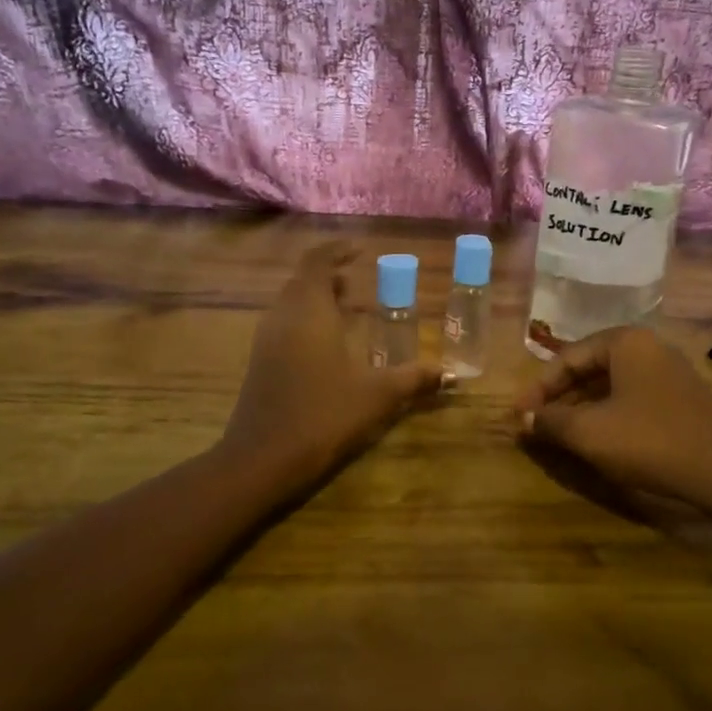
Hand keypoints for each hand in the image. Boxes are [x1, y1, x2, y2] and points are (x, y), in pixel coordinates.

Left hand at [222, 241, 440, 483]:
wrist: (263, 460)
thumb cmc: (324, 415)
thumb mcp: (377, 395)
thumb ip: (414, 379)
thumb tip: (451, 375)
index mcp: (310, 311)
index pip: (317, 262)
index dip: (337, 251)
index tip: (360, 250)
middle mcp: (283, 317)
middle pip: (302, 281)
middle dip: (329, 275)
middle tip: (358, 280)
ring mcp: (267, 341)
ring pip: (290, 303)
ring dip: (317, 299)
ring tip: (348, 309)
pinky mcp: (260, 363)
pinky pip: (284, 325)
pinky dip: (306, 320)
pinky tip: (329, 346)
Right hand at [514, 327, 711, 534]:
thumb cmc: (649, 441)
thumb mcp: (590, 432)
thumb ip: (551, 421)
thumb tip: (523, 420)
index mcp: (626, 341)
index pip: (568, 357)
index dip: (538, 388)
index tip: (518, 414)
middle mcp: (648, 346)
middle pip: (589, 368)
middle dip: (559, 397)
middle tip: (534, 423)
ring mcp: (668, 371)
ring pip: (610, 384)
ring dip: (580, 407)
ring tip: (557, 432)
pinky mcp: (680, 397)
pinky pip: (631, 397)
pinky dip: (606, 413)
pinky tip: (593, 437)